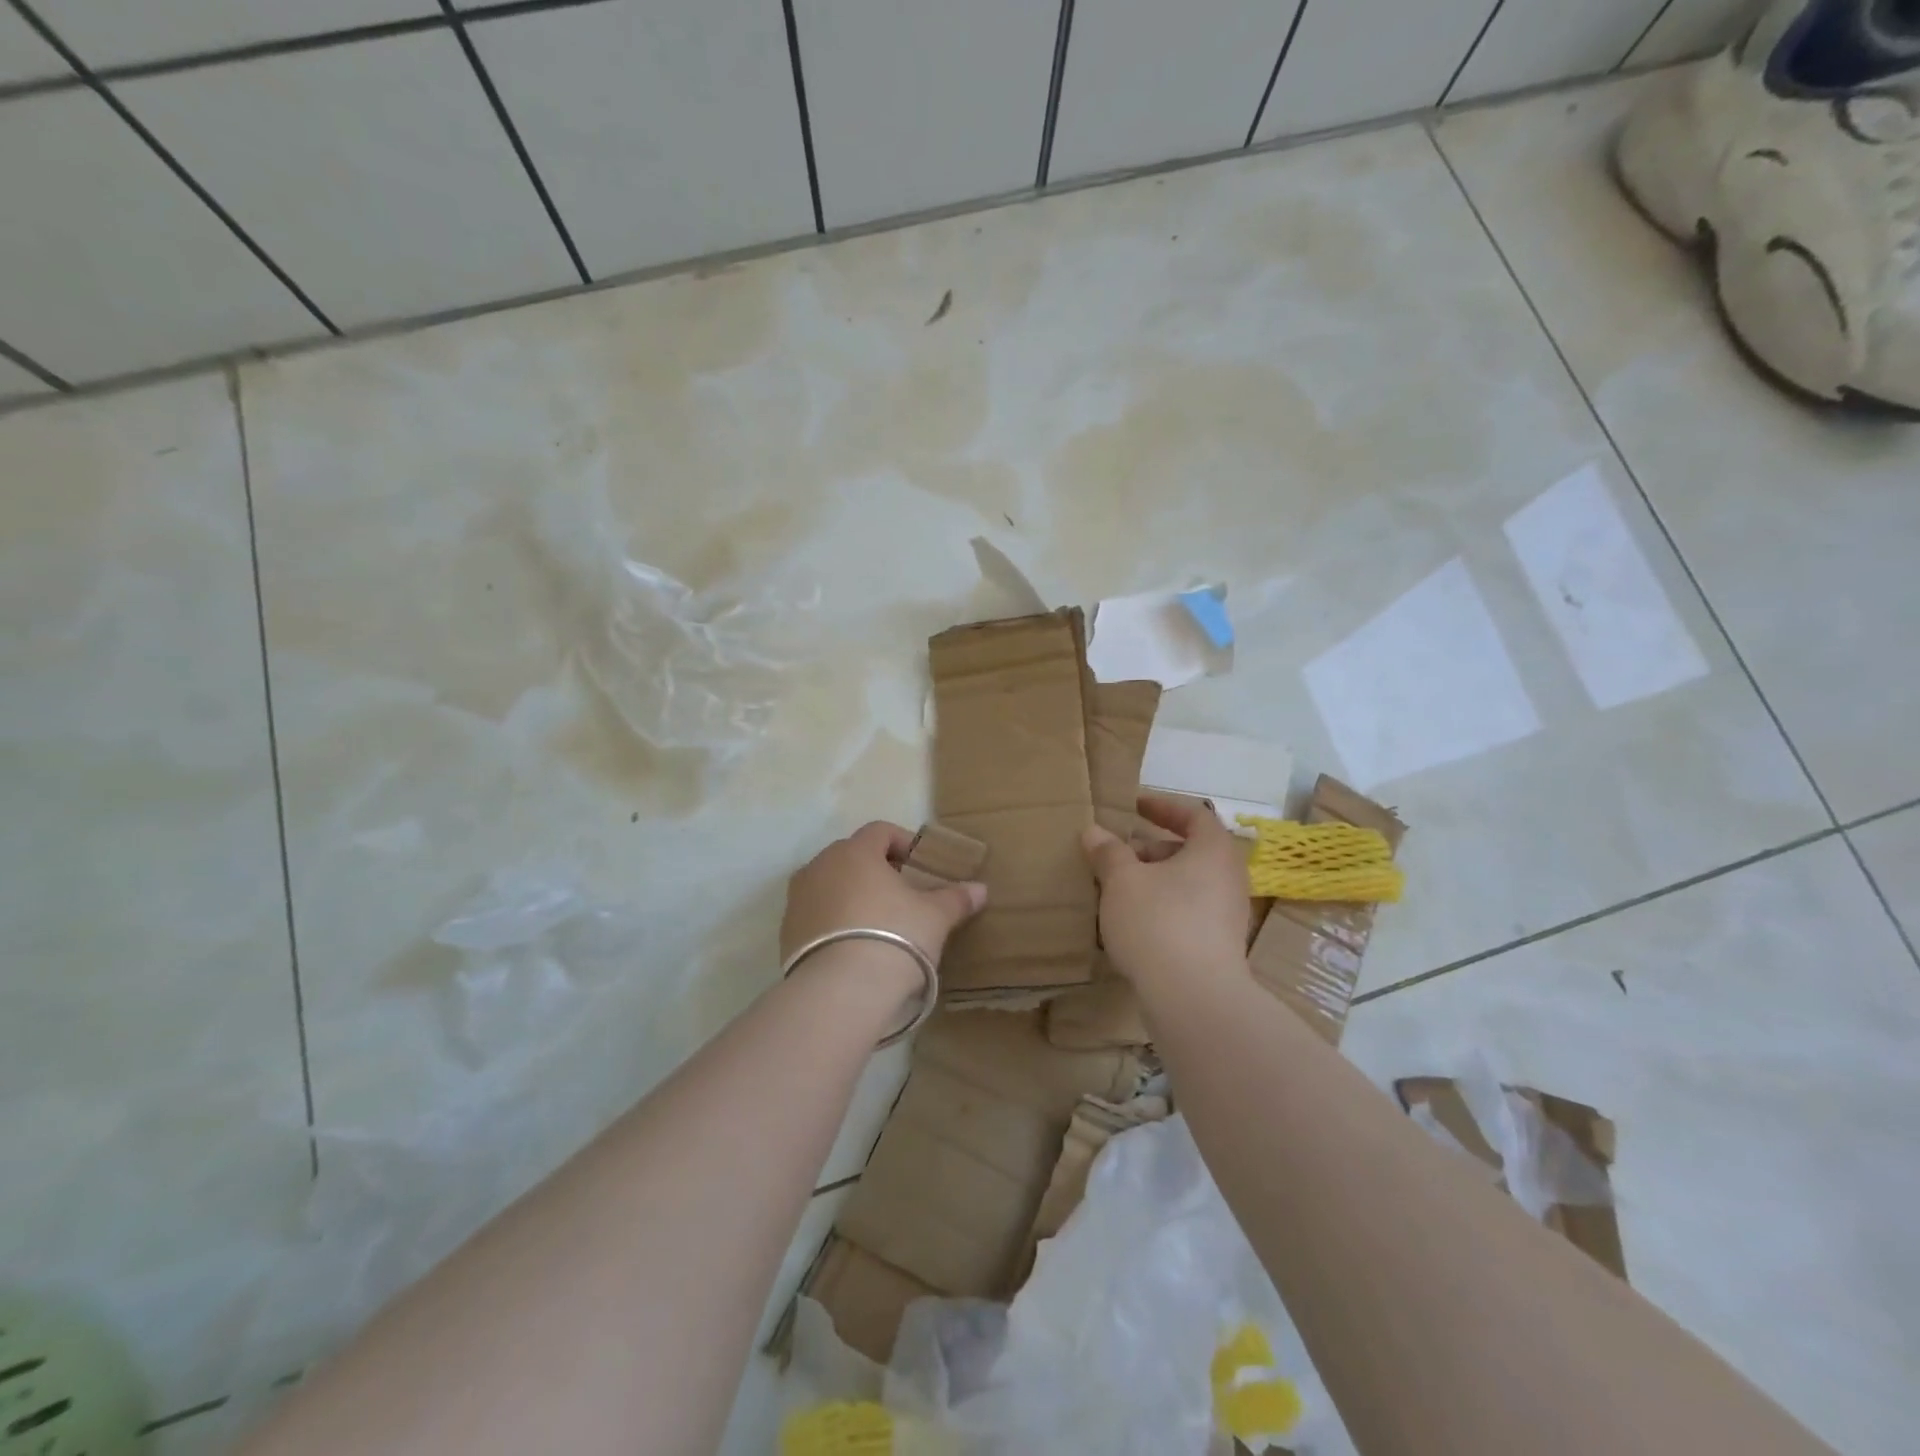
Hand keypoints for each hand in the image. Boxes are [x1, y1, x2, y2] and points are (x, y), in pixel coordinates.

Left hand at [781, 821, 987, 969]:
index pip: (880, 831)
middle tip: (902, 893)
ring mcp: (798, 899)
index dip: (903, 842)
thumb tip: (980, 889)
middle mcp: (820, 866)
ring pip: (830, 884)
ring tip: (877, 921)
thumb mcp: (935, 917)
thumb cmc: (895, 936)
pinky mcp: (787, 932)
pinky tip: (853, 946)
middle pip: (852, 856)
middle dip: (877, 869)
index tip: (921, 864)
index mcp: (855, 852)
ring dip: (852, 894)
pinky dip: (834, 920)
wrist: (841, 991)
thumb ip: (956, 898)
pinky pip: (816, 914)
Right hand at [1082, 795, 1250, 986]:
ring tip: (1118, 891)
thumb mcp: (1122, 880)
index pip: (1194, 815)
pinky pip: (1189, 914)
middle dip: (1152, 850)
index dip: (1162, 807)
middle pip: (1191, 851)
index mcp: (1213, 851)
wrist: (1193, 998)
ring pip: (1188, 885)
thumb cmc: (1159, 922)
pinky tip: (1132, 925)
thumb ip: (1108, 852)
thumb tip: (1094, 831)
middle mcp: (1229, 878)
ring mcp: (1228, 916)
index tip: (1134, 806)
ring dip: (1155, 881)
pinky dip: (1163, 908)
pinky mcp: (1219, 948)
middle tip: (1119, 854)